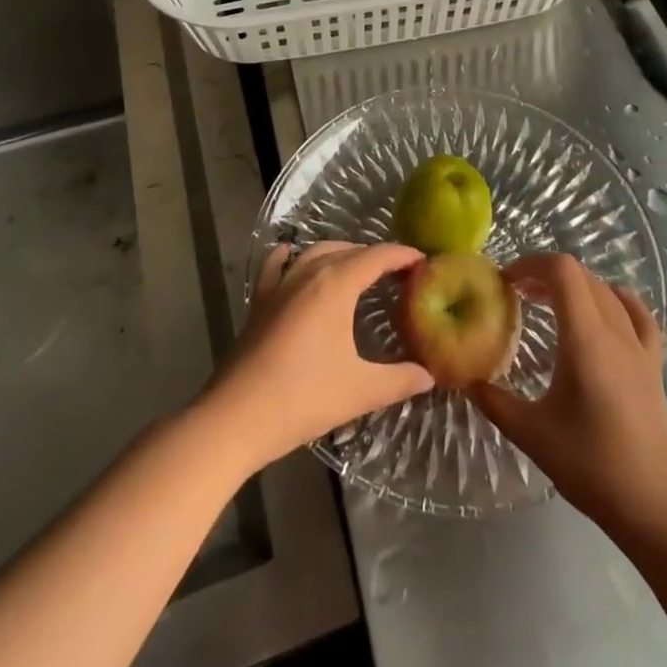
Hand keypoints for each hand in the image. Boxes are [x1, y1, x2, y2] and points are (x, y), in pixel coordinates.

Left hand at [201, 241, 433, 470]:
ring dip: (341, 253)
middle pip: (348, 250)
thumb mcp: (360, 390)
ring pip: (316, 252)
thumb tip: (429, 375)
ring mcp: (280, 283)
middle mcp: (309, 272)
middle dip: (375, 255)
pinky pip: (277, 264)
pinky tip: (293, 256)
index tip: (424, 261)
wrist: (236, 416)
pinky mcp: (260, 300)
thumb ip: (399, 380)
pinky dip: (291, 255)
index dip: (402, 255)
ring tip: (358, 268)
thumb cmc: (303, 397)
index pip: (377, 256)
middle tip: (397, 272)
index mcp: (336, 284)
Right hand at [471, 254, 666, 542]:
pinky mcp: (654, 365)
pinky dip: (615, 300)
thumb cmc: (592, 467)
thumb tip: (465, 378)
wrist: (657, 508)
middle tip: (518, 296)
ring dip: (575, 286)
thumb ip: (494, 402)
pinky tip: (603, 312)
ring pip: (606, 291)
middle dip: (546, 275)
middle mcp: (615, 332)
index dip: (531, 264)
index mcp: (586, 339)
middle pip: (582, 276)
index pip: (562, 271)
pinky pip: (637, 315)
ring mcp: (639, 347)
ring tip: (550, 304)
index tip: (506, 283)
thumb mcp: (532, 435)